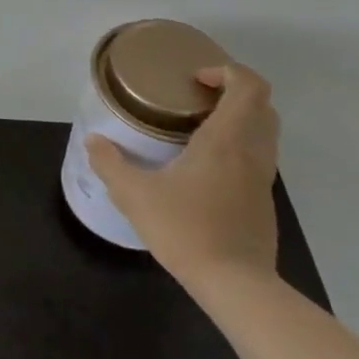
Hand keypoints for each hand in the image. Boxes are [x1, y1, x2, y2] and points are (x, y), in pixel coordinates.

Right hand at [85, 62, 279, 290]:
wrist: (236, 286)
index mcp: (226, 140)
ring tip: (196, 128)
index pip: (249, 86)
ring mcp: (262, 179)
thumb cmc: (187, 230)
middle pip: (262, 105)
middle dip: (232, 92)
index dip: (226, 71)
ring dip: (237, 120)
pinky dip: (237, 147)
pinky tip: (202, 166)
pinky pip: (257, 157)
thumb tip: (94, 142)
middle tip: (194, 98)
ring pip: (264, 132)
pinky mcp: (262, 202)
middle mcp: (252, 153)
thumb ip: (111, 164)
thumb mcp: (135, 195)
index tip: (194, 80)